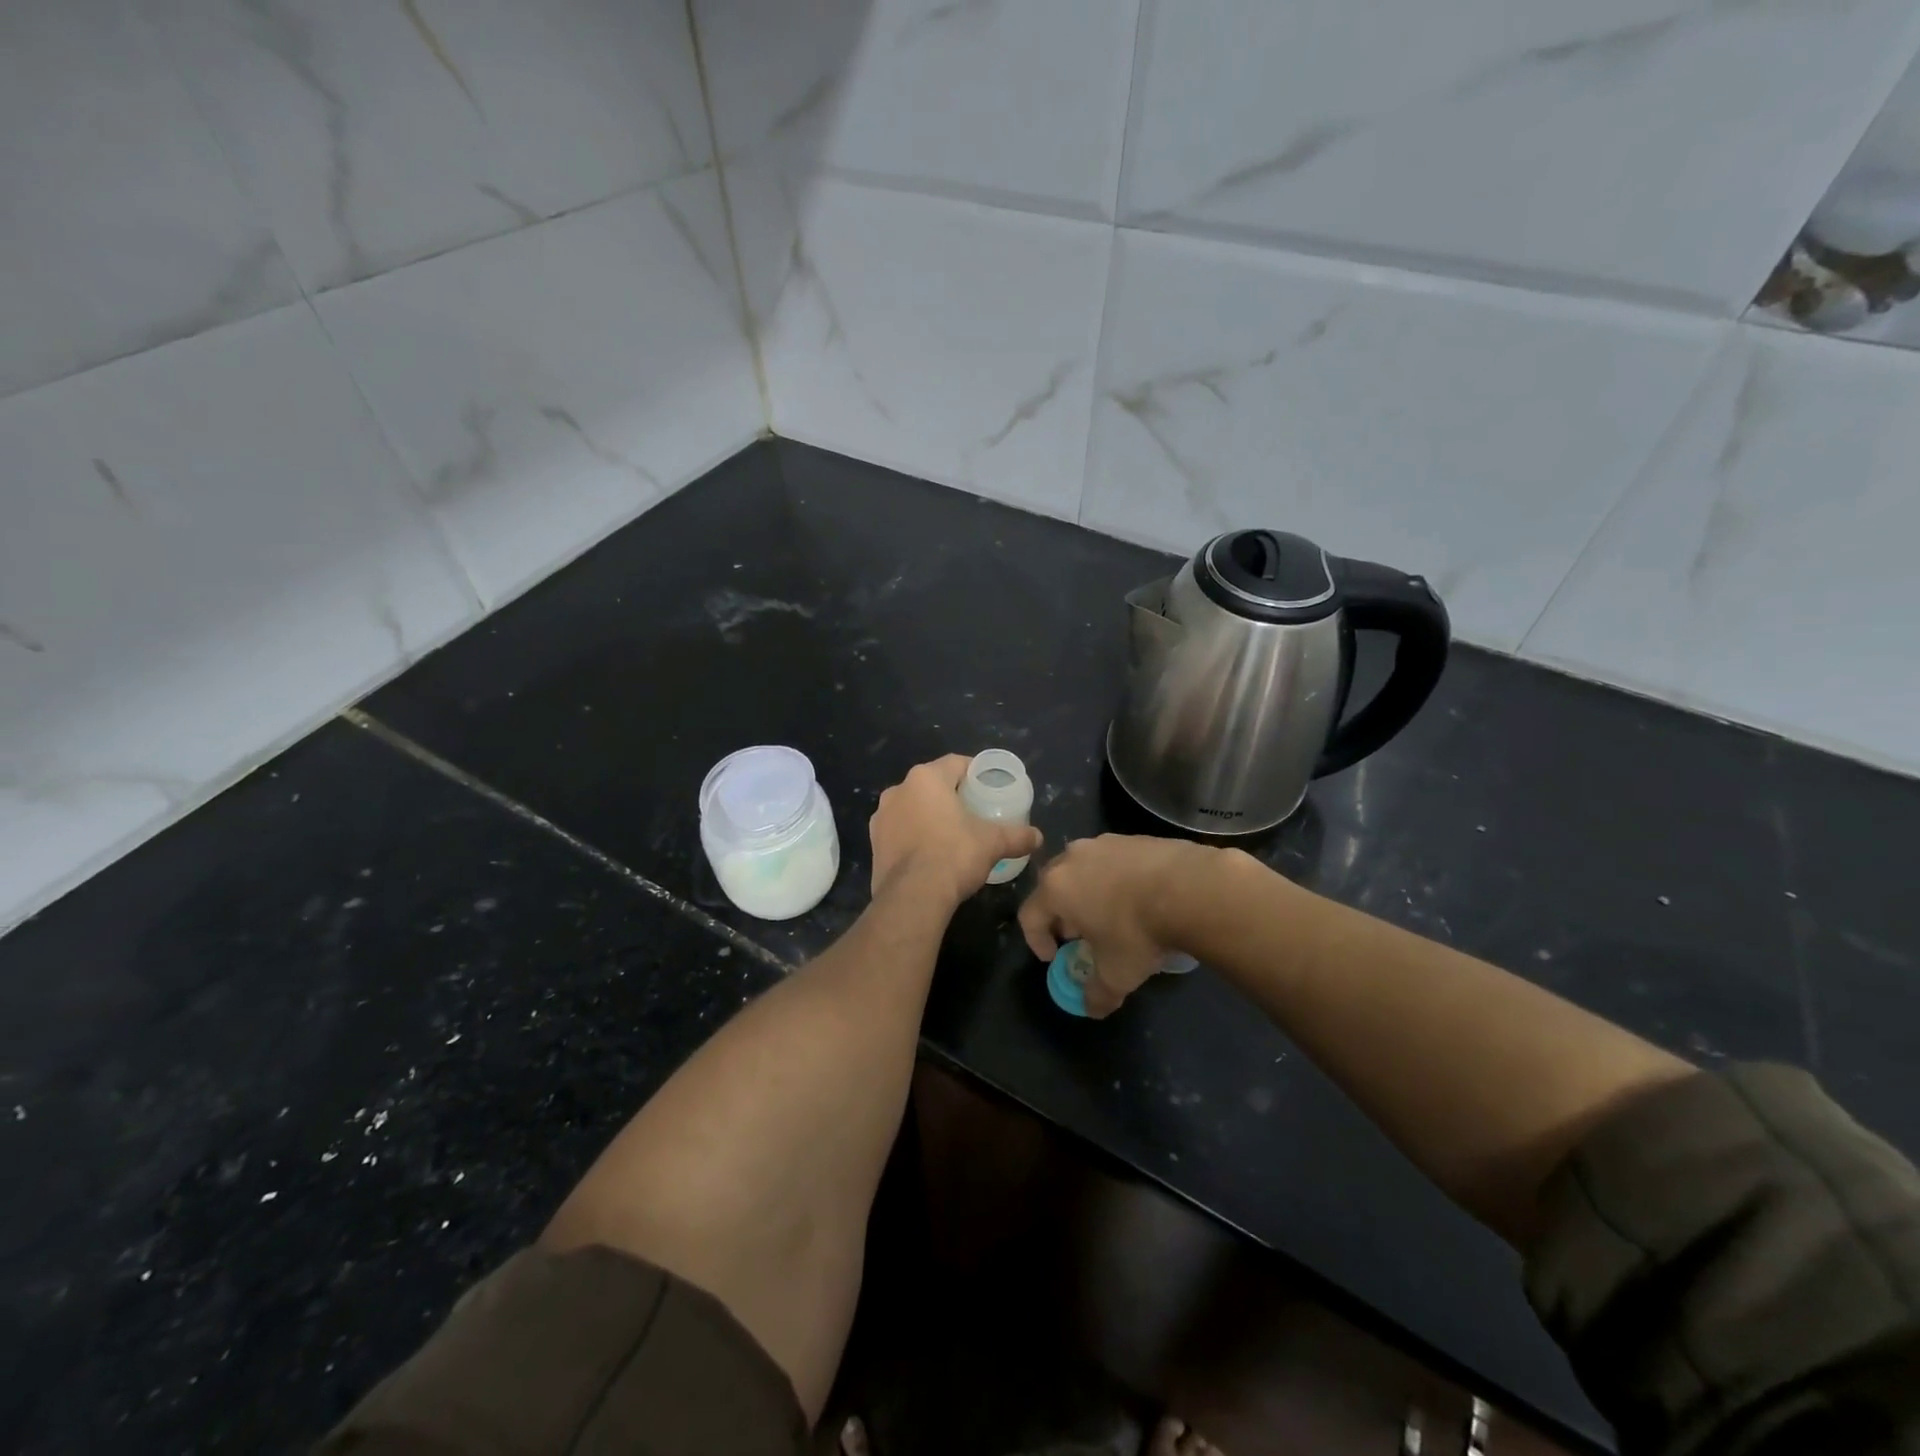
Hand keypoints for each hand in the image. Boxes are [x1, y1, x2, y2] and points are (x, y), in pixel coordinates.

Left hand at [869, 755, 1043, 908]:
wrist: (912, 897)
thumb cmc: (954, 855)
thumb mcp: (993, 843)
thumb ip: (1017, 836)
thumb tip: (1038, 837)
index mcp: (926, 778)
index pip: (955, 763)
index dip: (974, 772)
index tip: (988, 785)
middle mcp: (898, 790)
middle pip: (931, 785)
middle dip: (951, 794)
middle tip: (973, 810)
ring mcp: (881, 818)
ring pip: (912, 808)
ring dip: (929, 815)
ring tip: (951, 833)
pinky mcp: (874, 844)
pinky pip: (900, 831)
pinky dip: (915, 836)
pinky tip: (930, 854)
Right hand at [1018, 835, 1219, 1017]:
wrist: (1190, 888)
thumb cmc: (1138, 931)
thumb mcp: (1116, 974)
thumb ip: (1096, 994)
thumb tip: (1091, 1007)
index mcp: (1056, 888)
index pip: (1029, 915)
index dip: (1037, 941)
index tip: (1055, 958)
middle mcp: (1072, 858)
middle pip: (1053, 887)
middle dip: (1061, 914)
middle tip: (1080, 936)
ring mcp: (1103, 843)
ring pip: (1084, 870)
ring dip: (1089, 893)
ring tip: (1113, 916)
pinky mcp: (1133, 837)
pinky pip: (1113, 861)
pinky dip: (1117, 880)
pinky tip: (1141, 899)